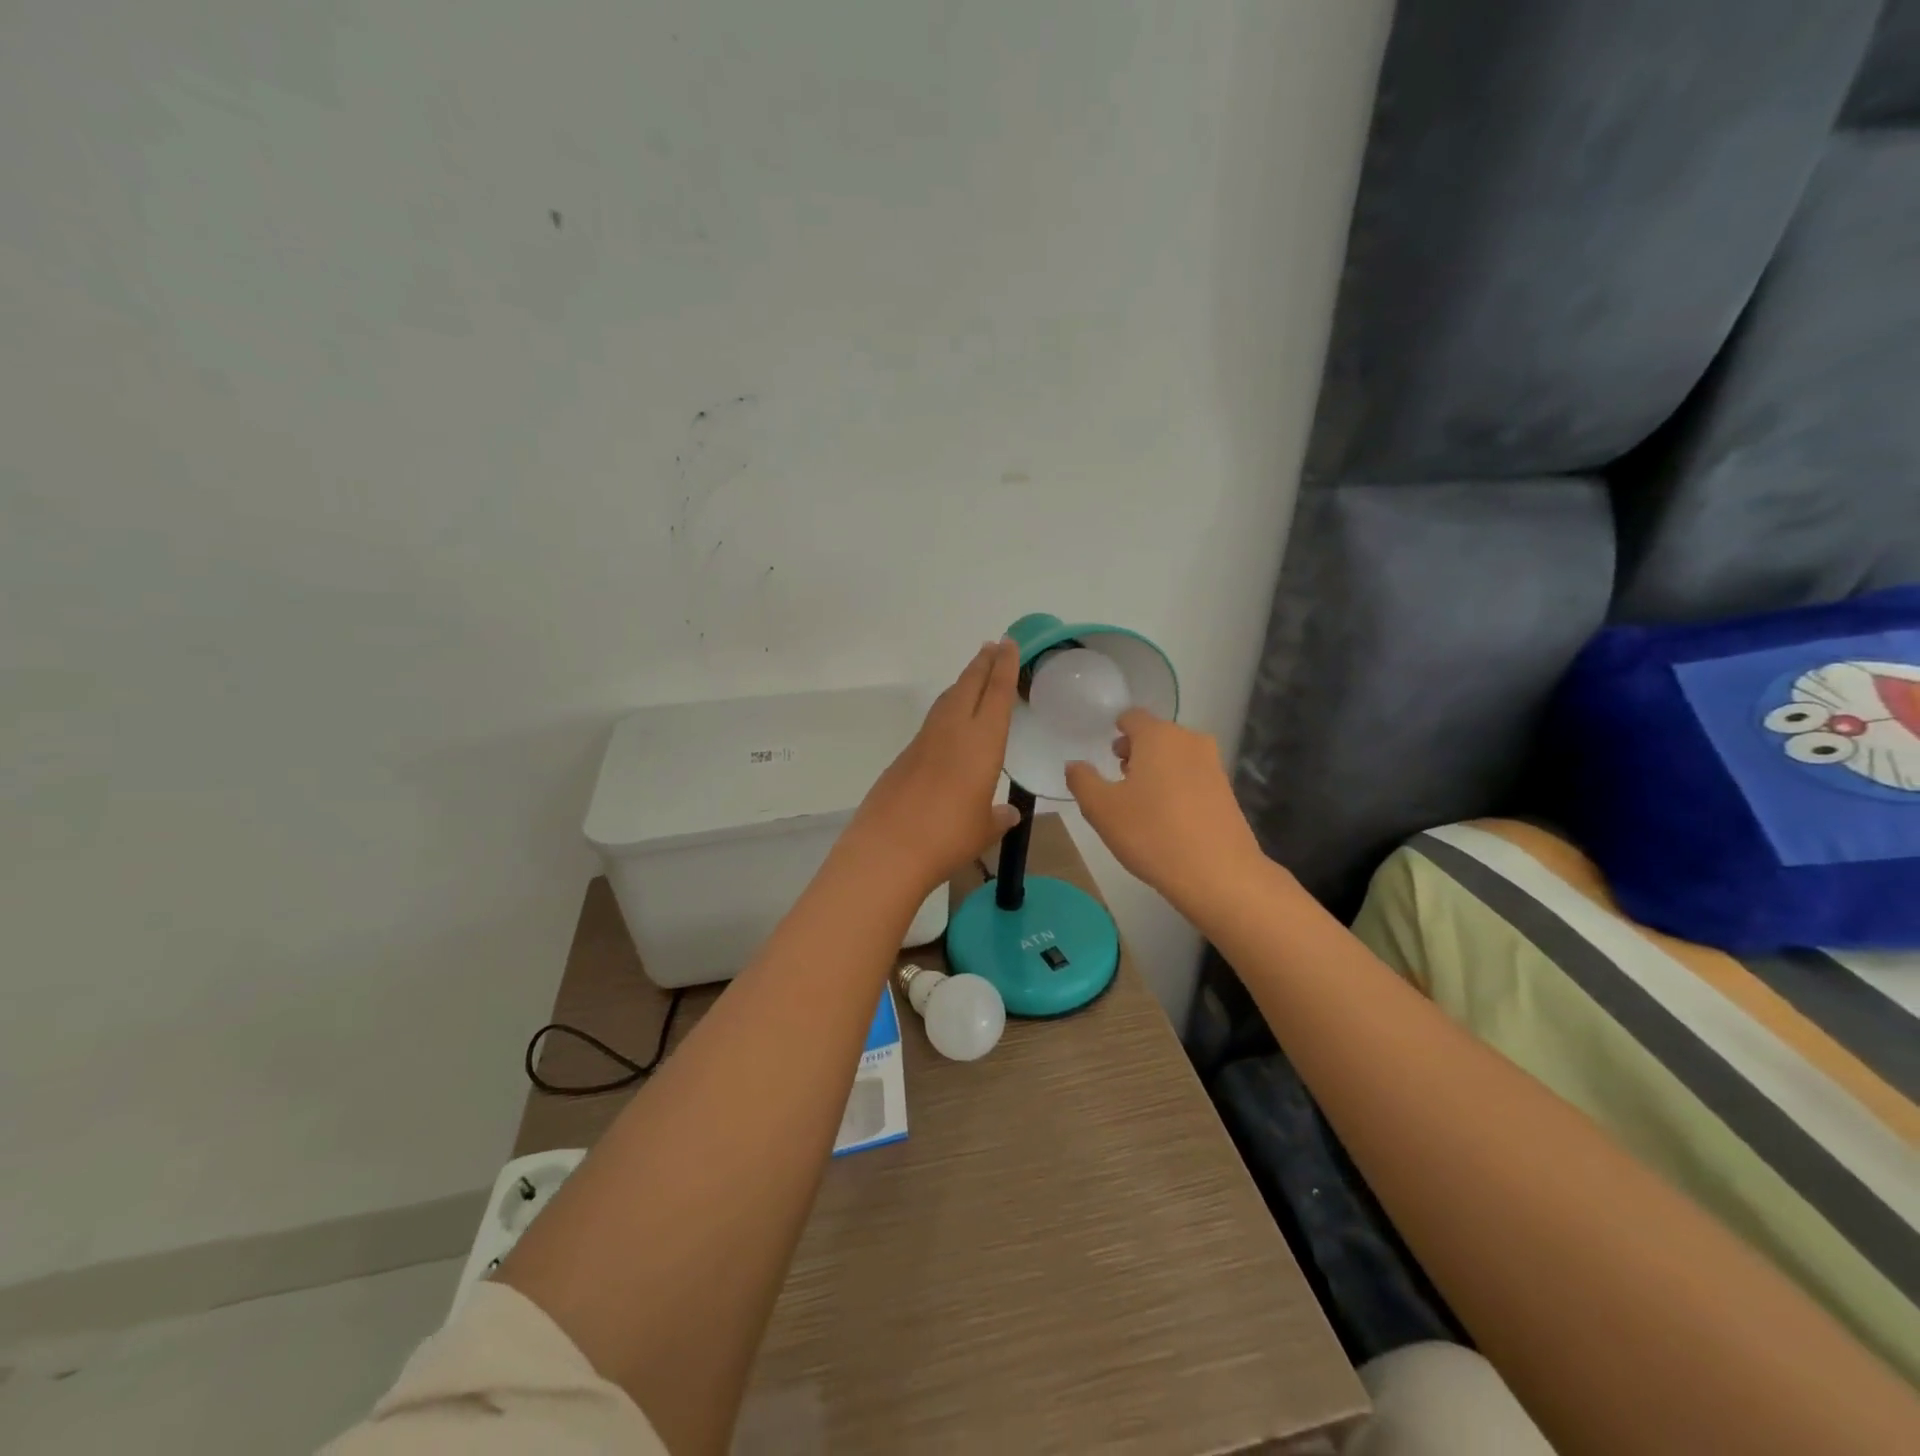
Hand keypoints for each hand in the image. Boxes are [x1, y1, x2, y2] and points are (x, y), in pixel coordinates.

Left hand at [846, 640, 1021, 893]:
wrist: (888, 848)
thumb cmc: (948, 837)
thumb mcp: (983, 830)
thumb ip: (997, 818)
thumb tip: (1007, 814)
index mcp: (982, 743)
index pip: (997, 694)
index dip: (1005, 667)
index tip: (1008, 643)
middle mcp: (953, 732)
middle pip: (969, 686)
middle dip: (983, 664)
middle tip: (994, 646)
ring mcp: (924, 741)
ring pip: (947, 700)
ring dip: (963, 683)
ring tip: (974, 675)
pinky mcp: (904, 756)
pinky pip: (932, 721)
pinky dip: (945, 709)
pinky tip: (948, 721)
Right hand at [1066, 709, 1264, 913]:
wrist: (1219, 874)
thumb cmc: (1152, 833)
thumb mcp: (1101, 809)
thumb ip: (1082, 780)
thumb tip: (1075, 765)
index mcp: (1158, 736)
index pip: (1132, 717)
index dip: (1116, 730)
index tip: (1106, 753)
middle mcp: (1189, 741)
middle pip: (1156, 735)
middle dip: (1135, 751)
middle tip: (1118, 778)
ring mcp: (1213, 765)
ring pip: (1175, 756)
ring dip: (1156, 769)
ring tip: (1140, 801)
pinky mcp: (1227, 791)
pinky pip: (1192, 777)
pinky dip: (1176, 786)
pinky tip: (1166, 817)